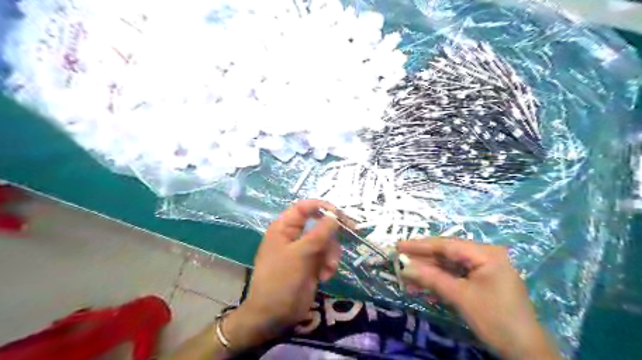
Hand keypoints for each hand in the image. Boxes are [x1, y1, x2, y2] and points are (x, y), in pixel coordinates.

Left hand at [226, 198, 345, 349]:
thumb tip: (334, 216)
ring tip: (327, 268)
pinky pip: (327, 257)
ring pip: (327, 241)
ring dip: (331, 254)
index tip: (339, 214)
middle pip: (320, 223)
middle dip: (332, 235)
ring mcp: (304, 251)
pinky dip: (329, 265)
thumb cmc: (281, 280)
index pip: (304, 207)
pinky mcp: (312, 264)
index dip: (322, 206)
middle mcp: (295, 236)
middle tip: (352, 232)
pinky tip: (324, 277)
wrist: (274, 315)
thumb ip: (319, 234)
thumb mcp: (300, 254)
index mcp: (284, 228)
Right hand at [399, 240, 559, 359]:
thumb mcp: (460, 297)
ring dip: (428, 273)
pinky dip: (439, 282)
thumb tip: (404, 267)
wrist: (525, 352)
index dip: (420, 245)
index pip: (447, 245)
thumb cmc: (495, 319)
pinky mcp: (480, 282)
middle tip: (399, 258)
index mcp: (486, 254)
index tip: (399, 245)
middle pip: (447, 254)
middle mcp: (485, 256)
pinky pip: (455, 277)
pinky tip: (421, 287)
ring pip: (449, 266)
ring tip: (406, 276)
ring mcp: (483, 269)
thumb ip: (431, 278)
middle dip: (422, 259)